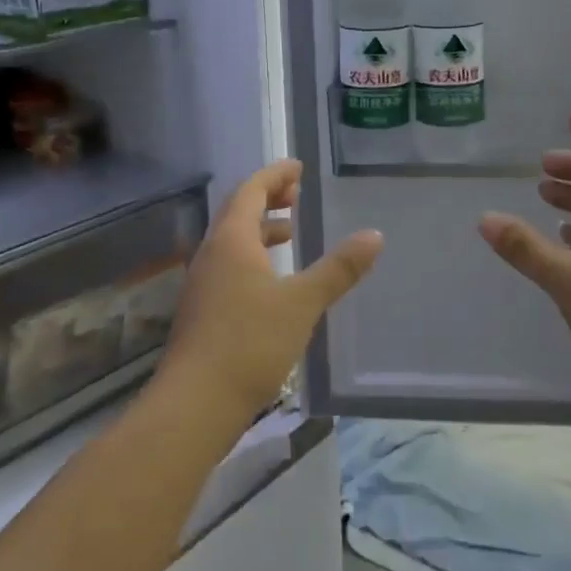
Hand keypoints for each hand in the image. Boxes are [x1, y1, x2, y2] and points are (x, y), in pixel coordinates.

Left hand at [159, 160, 382, 425]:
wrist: (195, 403)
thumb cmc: (250, 343)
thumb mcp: (302, 303)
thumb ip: (338, 269)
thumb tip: (374, 235)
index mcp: (232, 240)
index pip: (251, 190)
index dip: (275, 175)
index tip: (298, 167)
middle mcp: (212, 253)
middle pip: (238, 211)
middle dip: (267, 197)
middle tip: (296, 194)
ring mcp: (203, 283)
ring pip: (232, 240)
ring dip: (260, 228)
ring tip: (290, 233)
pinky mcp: (202, 310)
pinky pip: (229, 264)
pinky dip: (252, 256)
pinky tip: (272, 281)